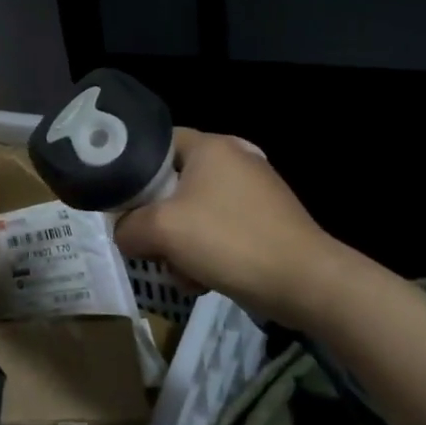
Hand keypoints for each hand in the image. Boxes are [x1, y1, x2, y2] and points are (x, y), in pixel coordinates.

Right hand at [115, 128, 332, 325]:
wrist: (303, 281)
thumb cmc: (229, 241)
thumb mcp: (162, 231)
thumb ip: (128, 227)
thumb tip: (125, 234)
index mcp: (211, 146)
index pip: (155, 143)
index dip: (132, 171)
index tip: (122, 204)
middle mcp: (234, 158)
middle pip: (173, 183)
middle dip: (157, 220)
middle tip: (151, 246)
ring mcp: (254, 190)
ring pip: (194, 212)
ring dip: (180, 244)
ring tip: (182, 272)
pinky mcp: (265, 219)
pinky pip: (219, 229)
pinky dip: (207, 252)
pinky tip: (205, 278)